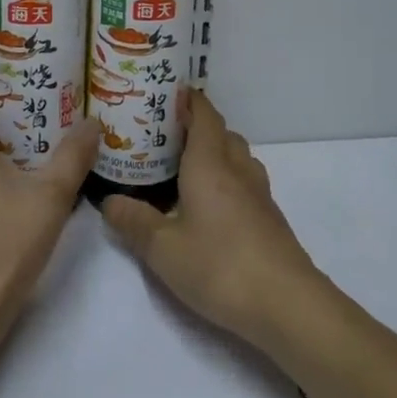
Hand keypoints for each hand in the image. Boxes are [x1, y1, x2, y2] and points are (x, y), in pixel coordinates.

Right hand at [100, 90, 323, 345]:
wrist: (287, 304)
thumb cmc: (220, 266)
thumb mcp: (163, 249)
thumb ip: (134, 222)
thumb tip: (108, 201)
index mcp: (210, 163)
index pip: (203, 114)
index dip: (188, 99)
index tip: (166, 92)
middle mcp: (237, 169)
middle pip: (221, 132)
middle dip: (197, 127)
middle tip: (165, 136)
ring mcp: (259, 193)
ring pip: (237, 157)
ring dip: (215, 152)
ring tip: (186, 169)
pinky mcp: (270, 218)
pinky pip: (245, 182)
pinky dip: (227, 179)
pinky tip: (211, 206)